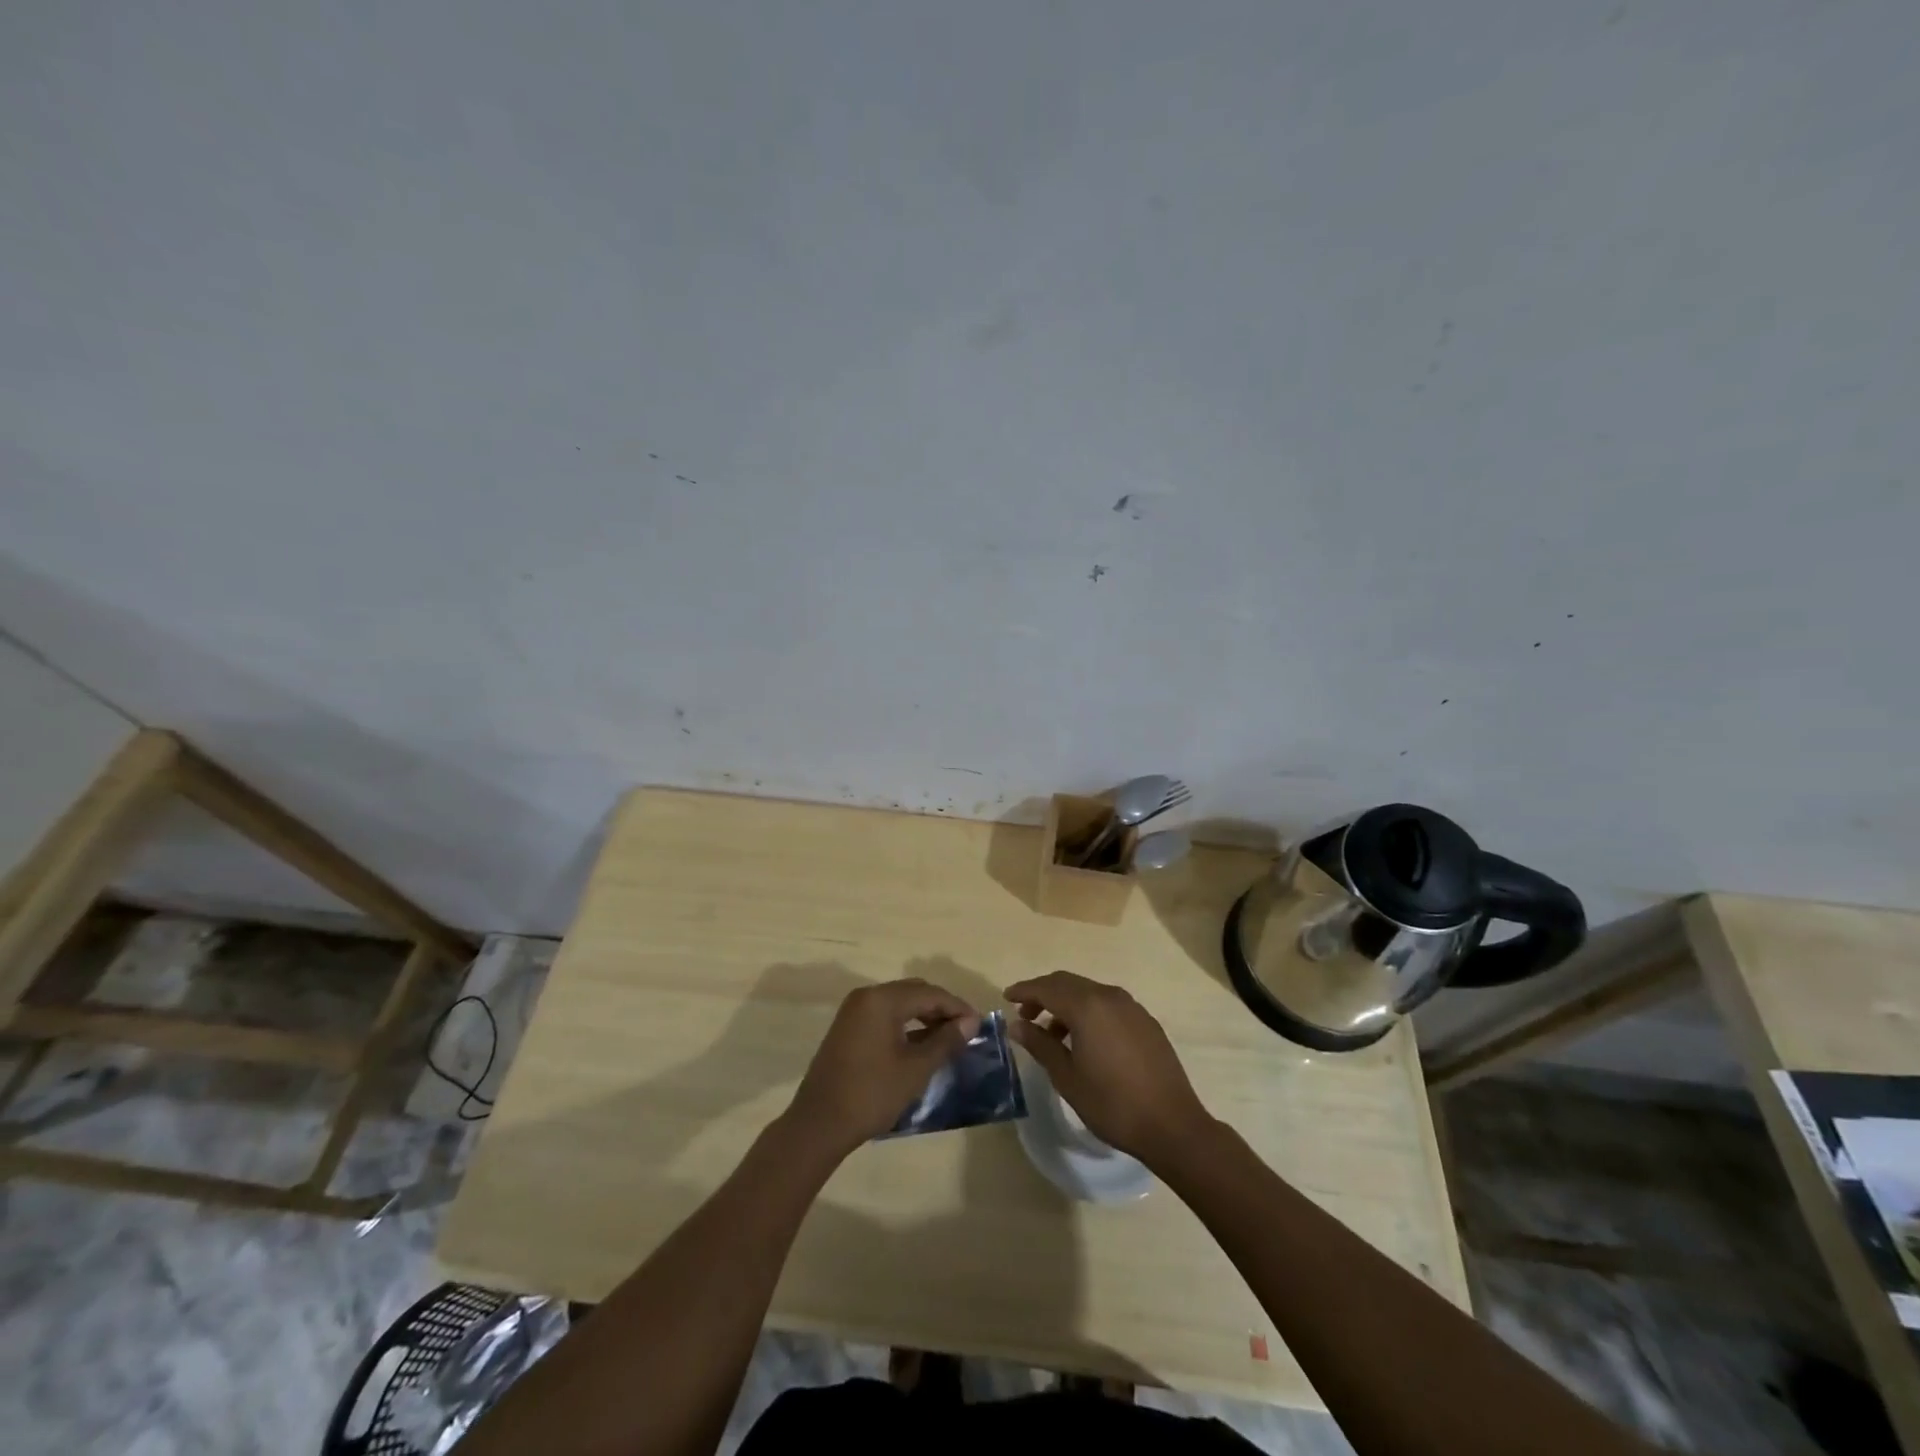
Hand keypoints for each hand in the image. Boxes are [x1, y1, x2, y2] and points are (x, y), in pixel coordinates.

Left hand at [787, 979, 980, 1155]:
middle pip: (913, 992)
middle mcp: (866, 996)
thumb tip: (971, 1022)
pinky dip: (905, 1025)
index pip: (929, 993)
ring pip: (899, 1003)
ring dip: (924, 1017)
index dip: (957, 1007)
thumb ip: (945, 1041)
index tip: (979, 1025)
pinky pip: (884, 1015)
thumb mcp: (915, 1068)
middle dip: (941, 1009)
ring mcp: (854, 1011)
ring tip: (947, 1039)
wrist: (819, 1124)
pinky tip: (920, 1045)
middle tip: (965, 1031)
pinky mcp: (848, 1028)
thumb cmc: (872, 1094)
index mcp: (882, 999)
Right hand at [1005, 971, 1212, 1167]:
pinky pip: (1108, 1005)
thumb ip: (1040, 1045)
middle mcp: (1109, 997)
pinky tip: (1084, 1040)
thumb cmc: (1112, 1104)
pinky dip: (1088, 1012)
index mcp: (1087, 1006)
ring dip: (1066, 1005)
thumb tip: (1016, 1025)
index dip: (1024, 991)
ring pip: (1089, 992)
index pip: (1046, 988)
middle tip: (1025, 1015)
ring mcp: (1131, 1007)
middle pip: (1068, 983)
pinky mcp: (1145, 1021)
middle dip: (1043, 994)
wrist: (1172, 1125)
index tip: (1006, 999)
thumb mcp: (1067, 1077)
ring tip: (1052, 1035)